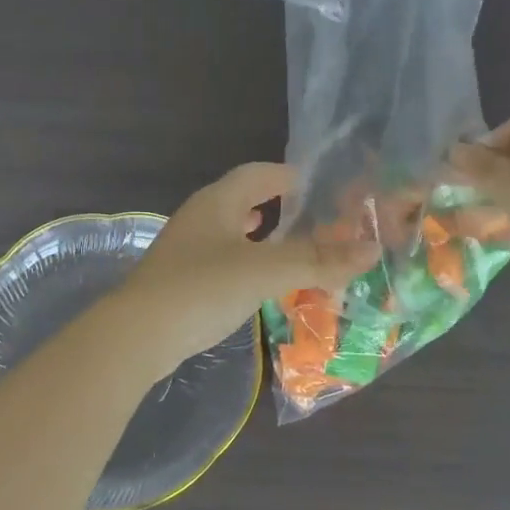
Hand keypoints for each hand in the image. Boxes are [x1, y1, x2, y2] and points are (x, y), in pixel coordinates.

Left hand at [119, 163, 379, 373]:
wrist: (138, 336)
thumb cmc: (203, 288)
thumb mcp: (267, 270)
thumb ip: (319, 260)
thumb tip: (371, 250)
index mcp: (218, 201)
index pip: (258, 173)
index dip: (289, 175)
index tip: (320, 184)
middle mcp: (200, 218)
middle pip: (244, 200)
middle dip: (278, 206)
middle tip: (315, 218)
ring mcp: (187, 250)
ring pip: (233, 232)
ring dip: (263, 236)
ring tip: (292, 247)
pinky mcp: (182, 280)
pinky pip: (224, 260)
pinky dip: (248, 263)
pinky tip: (259, 281)